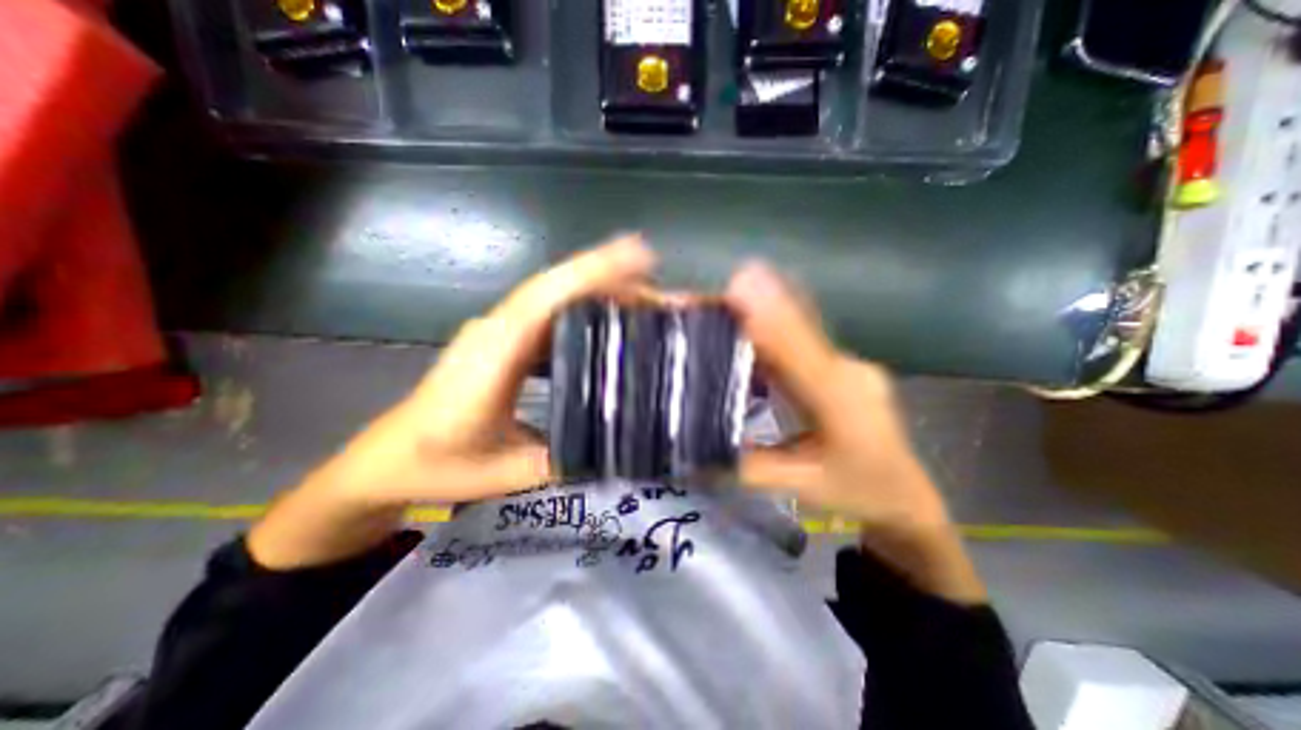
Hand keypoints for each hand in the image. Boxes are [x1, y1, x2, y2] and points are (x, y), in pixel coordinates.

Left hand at [251, 237, 660, 567]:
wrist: (386, 459)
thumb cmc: (436, 464)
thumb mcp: (502, 472)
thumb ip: (558, 459)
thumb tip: (613, 448)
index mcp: (493, 353)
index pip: (546, 298)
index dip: (591, 273)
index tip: (638, 258)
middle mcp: (497, 328)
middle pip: (556, 287)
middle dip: (609, 275)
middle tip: (660, 284)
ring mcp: (499, 330)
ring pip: (553, 294)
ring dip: (598, 286)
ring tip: (645, 293)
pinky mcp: (503, 338)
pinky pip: (548, 311)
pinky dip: (581, 303)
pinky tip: (607, 313)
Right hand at [721, 262, 985, 603]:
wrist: (907, 494)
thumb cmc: (859, 492)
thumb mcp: (801, 486)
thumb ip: (750, 467)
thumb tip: (698, 453)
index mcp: (843, 403)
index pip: (801, 354)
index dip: (772, 318)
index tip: (740, 285)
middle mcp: (848, 371)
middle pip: (798, 330)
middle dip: (757, 306)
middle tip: (712, 295)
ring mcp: (847, 364)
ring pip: (800, 330)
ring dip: (764, 311)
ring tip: (723, 301)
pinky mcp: (839, 364)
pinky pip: (802, 340)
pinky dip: (773, 327)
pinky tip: (747, 322)